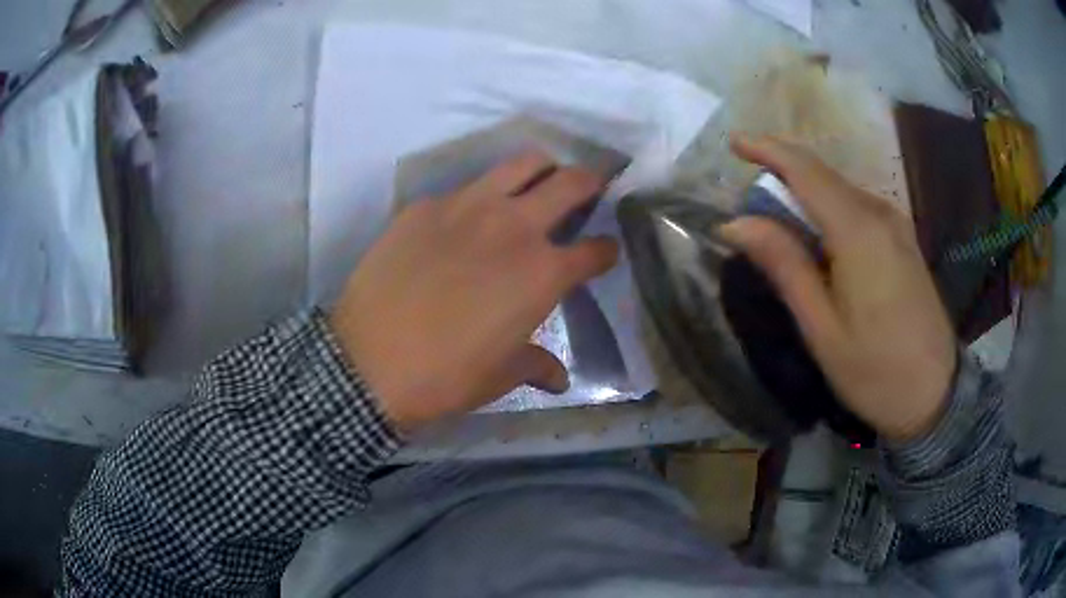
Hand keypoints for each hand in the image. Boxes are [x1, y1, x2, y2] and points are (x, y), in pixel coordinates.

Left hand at [329, 153, 617, 431]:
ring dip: (541, 169)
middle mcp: (515, 227)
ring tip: (538, 181)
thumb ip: (537, 366)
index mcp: (543, 273)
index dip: (606, 251)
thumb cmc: (445, 376)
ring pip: (522, 163)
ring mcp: (468, 206)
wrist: (369, 362)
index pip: (595, 250)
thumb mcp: (500, 376)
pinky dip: (480, 195)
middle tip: (591, 187)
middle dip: (591, 181)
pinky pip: (465, 187)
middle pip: (571, 182)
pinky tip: (466, 219)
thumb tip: (560, 379)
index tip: (605, 252)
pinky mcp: (426, 205)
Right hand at [721, 135, 956, 441]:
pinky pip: (858, 207)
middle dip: (783, 173)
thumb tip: (736, 223)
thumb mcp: (822, 328)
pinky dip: (829, 208)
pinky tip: (818, 235)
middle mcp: (880, 214)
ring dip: (806, 193)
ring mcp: (897, 225)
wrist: (935, 394)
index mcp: (858, 232)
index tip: (733, 143)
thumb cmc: (875, 370)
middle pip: (824, 175)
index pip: (806, 171)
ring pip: (841, 189)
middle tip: (748, 195)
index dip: (767, 150)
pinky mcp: (904, 239)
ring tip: (777, 218)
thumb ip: (784, 266)